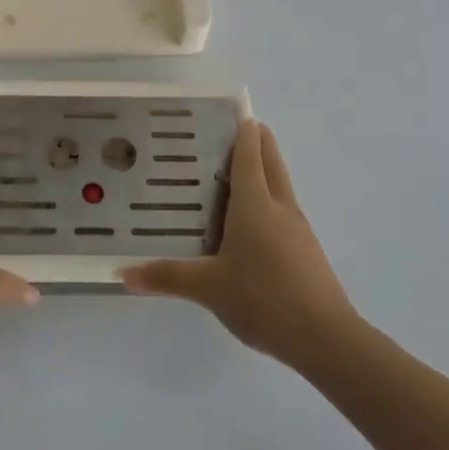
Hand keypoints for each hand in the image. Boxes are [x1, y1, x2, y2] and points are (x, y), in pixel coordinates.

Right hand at [121, 120, 359, 370]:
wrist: (326, 339)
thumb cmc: (264, 299)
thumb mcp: (208, 289)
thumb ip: (167, 277)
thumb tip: (122, 273)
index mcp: (255, 205)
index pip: (249, 155)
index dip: (243, 130)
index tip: (233, 111)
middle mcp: (279, 208)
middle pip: (271, 162)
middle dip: (258, 141)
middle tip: (235, 130)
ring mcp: (298, 229)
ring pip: (280, 186)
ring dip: (263, 171)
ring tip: (234, 174)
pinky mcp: (307, 250)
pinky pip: (284, 212)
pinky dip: (268, 202)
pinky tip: (251, 223)